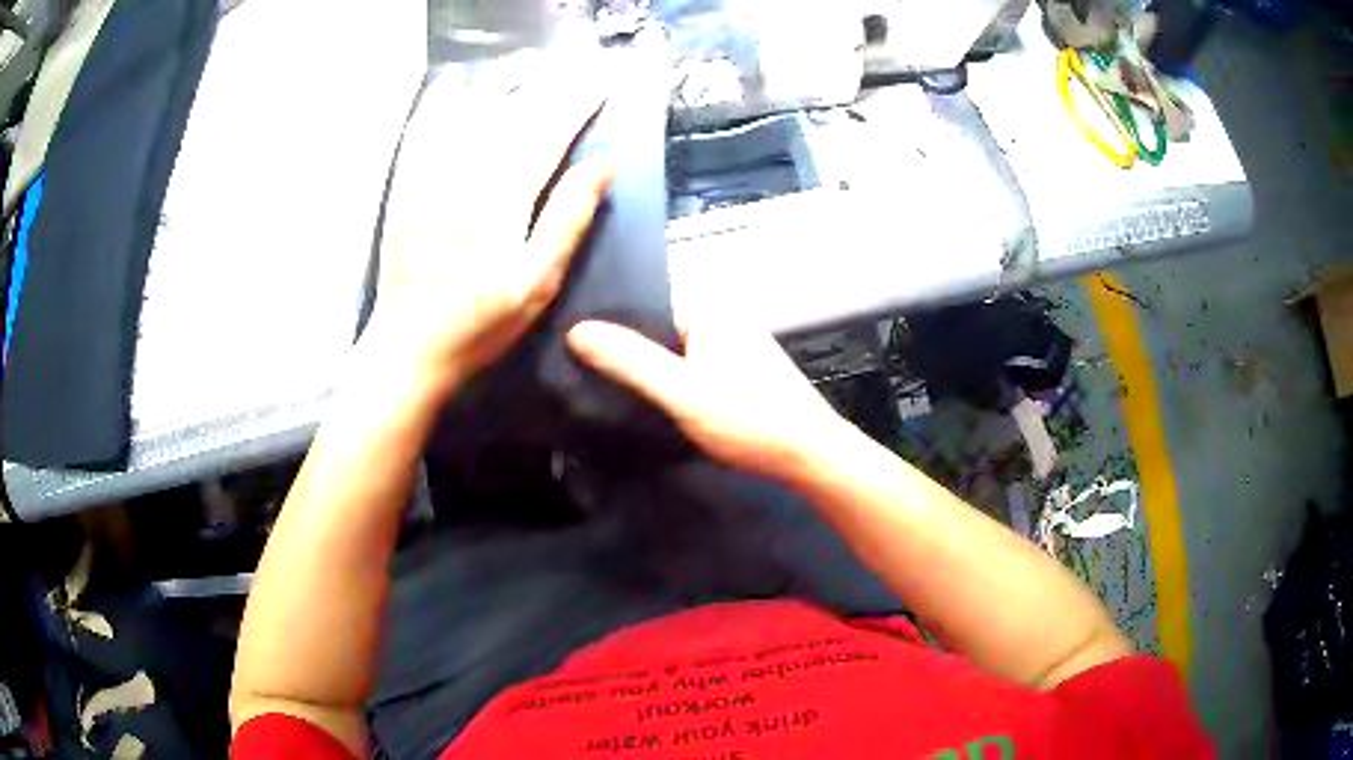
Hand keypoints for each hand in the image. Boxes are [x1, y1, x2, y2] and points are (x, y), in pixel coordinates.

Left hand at [367, 53, 613, 399]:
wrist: (407, 347)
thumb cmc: (480, 325)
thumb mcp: (537, 283)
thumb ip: (568, 219)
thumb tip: (603, 164)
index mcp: (503, 199)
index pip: (547, 135)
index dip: (577, 106)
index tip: (600, 84)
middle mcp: (465, 175)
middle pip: (512, 116)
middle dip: (547, 88)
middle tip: (574, 70)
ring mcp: (430, 178)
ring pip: (470, 115)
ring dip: (502, 87)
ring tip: (528, 70)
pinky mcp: (406, 188)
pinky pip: (423, 132)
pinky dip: (442, 105)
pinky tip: (456, 89)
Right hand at [567, 314, 853, 479]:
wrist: (811, 456)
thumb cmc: (747, 419)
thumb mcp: (681, 392)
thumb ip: (630, 361)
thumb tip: (576, 331)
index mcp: (712, 315)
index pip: (649, 309)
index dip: (617, 331)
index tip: (582, 354)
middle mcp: (729, 324)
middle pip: (666, 335)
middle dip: (637, 357)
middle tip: (598, 383)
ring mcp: (744, 352)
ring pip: (685, 359)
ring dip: (661, 378)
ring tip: (626, 400)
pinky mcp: (752, 380)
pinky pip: (704, 376)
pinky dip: (685, 390)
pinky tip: (672, 413)